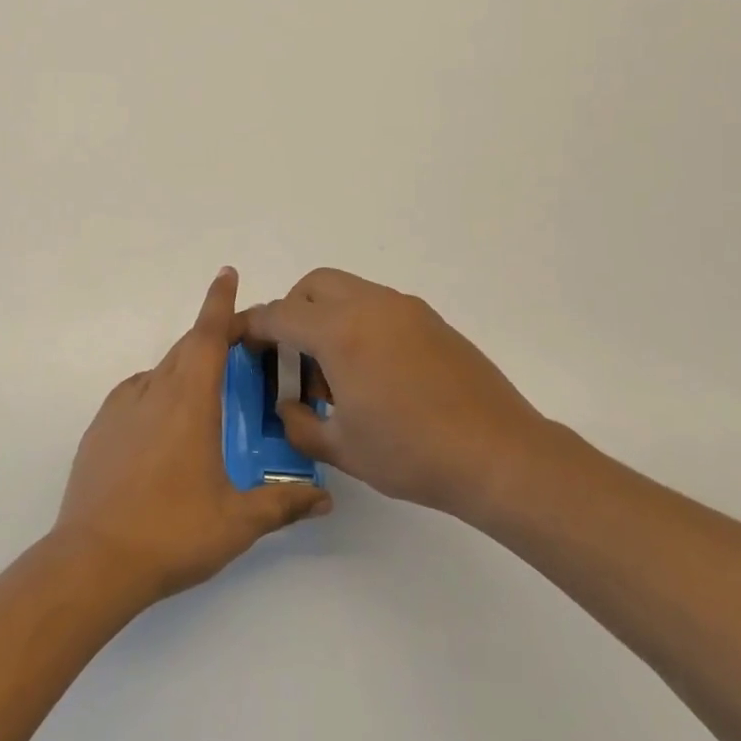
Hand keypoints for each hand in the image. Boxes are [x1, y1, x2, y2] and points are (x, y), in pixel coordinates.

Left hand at [52, 267, 331, 604]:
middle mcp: (153, 392)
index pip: (208, 336)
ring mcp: (120, 408)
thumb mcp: (237, 522)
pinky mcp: (99, 428)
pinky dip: (157, 393)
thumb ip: (282, 503)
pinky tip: (165, 426)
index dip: (219, 302)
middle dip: (211, 338)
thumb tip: (324, 499)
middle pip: (186, 349)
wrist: (94, 560)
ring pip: (160, 371)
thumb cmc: (172, 533)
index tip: (226, 273)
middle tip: (239, 349)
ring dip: (185, 368)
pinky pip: (136, 394)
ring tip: (205, 395)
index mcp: (189, 402)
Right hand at [242, 268, 563, 524]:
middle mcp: (370, 306)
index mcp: (340, 332)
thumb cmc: (412, 454)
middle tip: (292, 358)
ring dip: (327, 317)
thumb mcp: (342, 448)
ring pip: (348, 291)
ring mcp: (405, 309)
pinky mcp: (431, 321)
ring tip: (335, 372)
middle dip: (291, 312)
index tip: (240, 342)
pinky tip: (372, 373)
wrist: (499, 455)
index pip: (280, 314)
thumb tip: (289, 406)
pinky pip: (378, 306)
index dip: (252, 326)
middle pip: (313, 286)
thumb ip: (300, 423)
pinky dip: (358, 323)